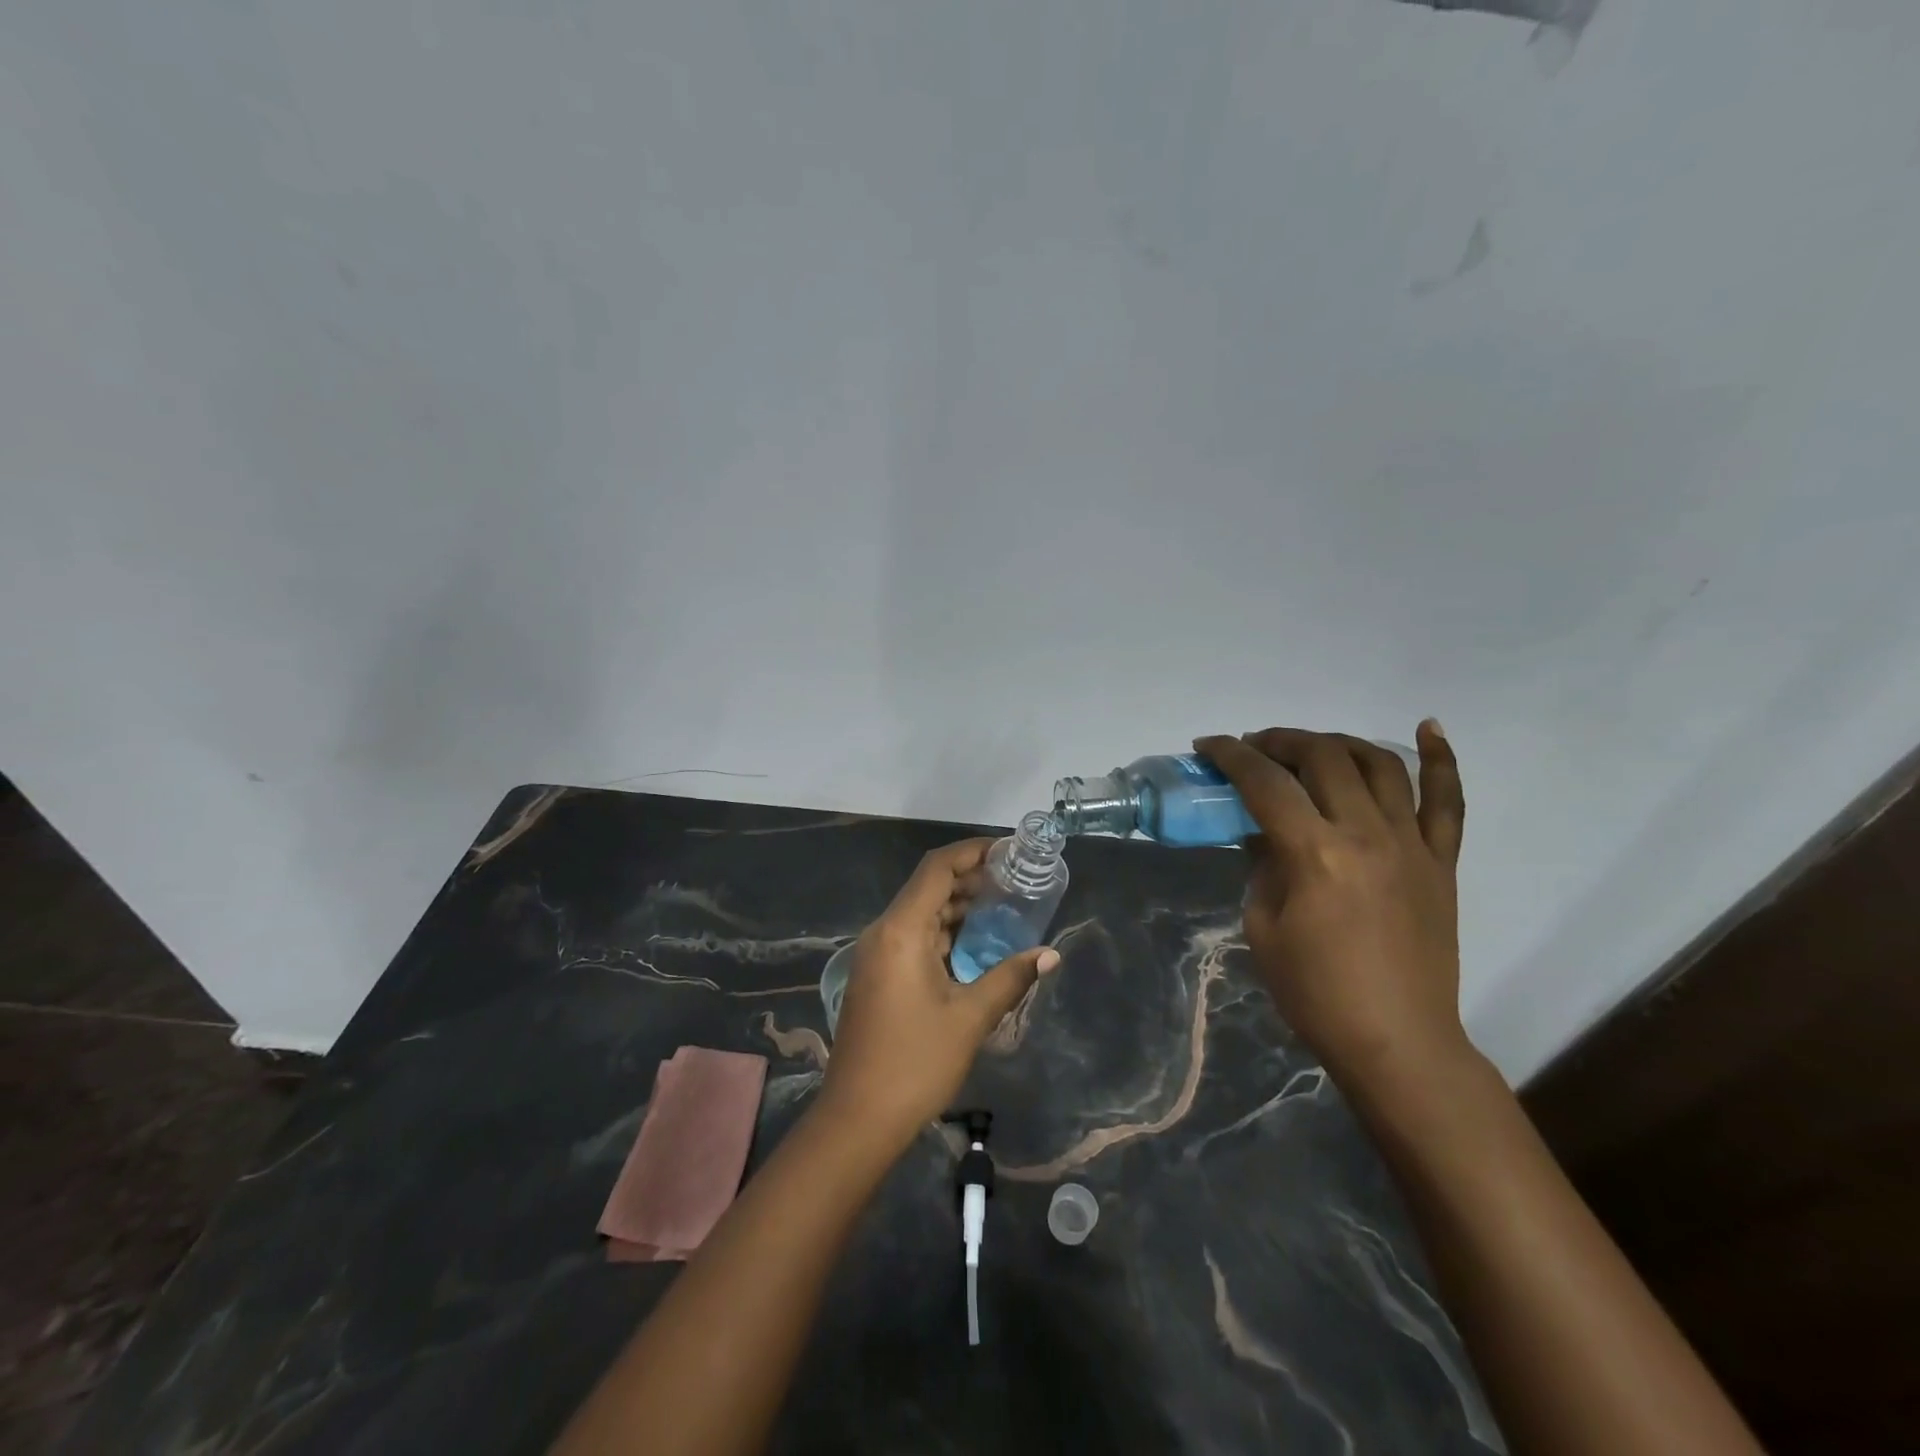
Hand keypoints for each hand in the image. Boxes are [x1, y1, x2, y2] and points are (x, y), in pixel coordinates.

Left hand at [818, 839, 1060, 1154]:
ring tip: (1003, 907)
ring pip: (921, 914)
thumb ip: (1010, 978)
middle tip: (1014, 880)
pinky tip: (975, 945)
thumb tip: (1051, 954)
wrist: (857, 1118)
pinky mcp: (877, 976)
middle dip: (970, 879)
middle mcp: (883, 932)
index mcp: (901, 930)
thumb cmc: (915, 1063)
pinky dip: (944, 932)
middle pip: (928, 887)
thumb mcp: (970, 1018)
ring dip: (958, 907)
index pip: (937, 869)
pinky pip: (913, 938)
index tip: (1008, 850)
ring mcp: (877, 955)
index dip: (972, 852)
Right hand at [1194, 722, 1468, 1089]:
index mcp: (1315, 854)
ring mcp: (1412, 844)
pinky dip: (1441, 759)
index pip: (1265, 783)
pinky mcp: (1442, 861)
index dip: (1231, 756)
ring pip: (1379, 764)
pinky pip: (1447, 801)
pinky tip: (1427, 726)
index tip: (1208, 746)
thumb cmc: (1315, 992)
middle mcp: (1367, 834)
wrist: (1396, 1041)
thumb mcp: (1262, 925)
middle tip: (1254, 748)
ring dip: (1338, 743)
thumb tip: (1263, 832)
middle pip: (1323, 758)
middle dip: (1280, 741)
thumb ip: (1263, 865)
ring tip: (1311, 747)